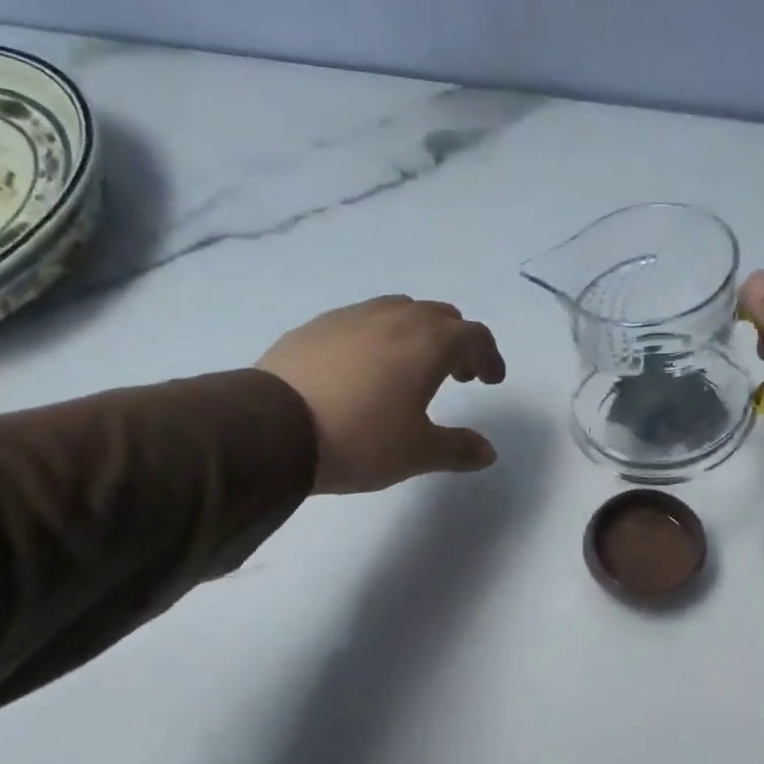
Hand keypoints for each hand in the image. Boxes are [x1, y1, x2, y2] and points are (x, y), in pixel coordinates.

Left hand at [258, 296, 506, 494]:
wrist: (273, 429)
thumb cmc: (360, 439)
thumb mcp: (417, 453)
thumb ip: (458, 449)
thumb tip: (488, 452)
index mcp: (429, 342)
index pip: (474, 336)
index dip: (489, 356)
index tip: (491, 380)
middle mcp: (394, 318)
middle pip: (439, 316)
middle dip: (456, 342)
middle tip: (456, 375)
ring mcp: (351, 317)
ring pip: (398, 311)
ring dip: (417, 333)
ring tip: (409, 368)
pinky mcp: (316, 326)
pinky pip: (361, 321)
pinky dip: (378, 337)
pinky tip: (363, 369)